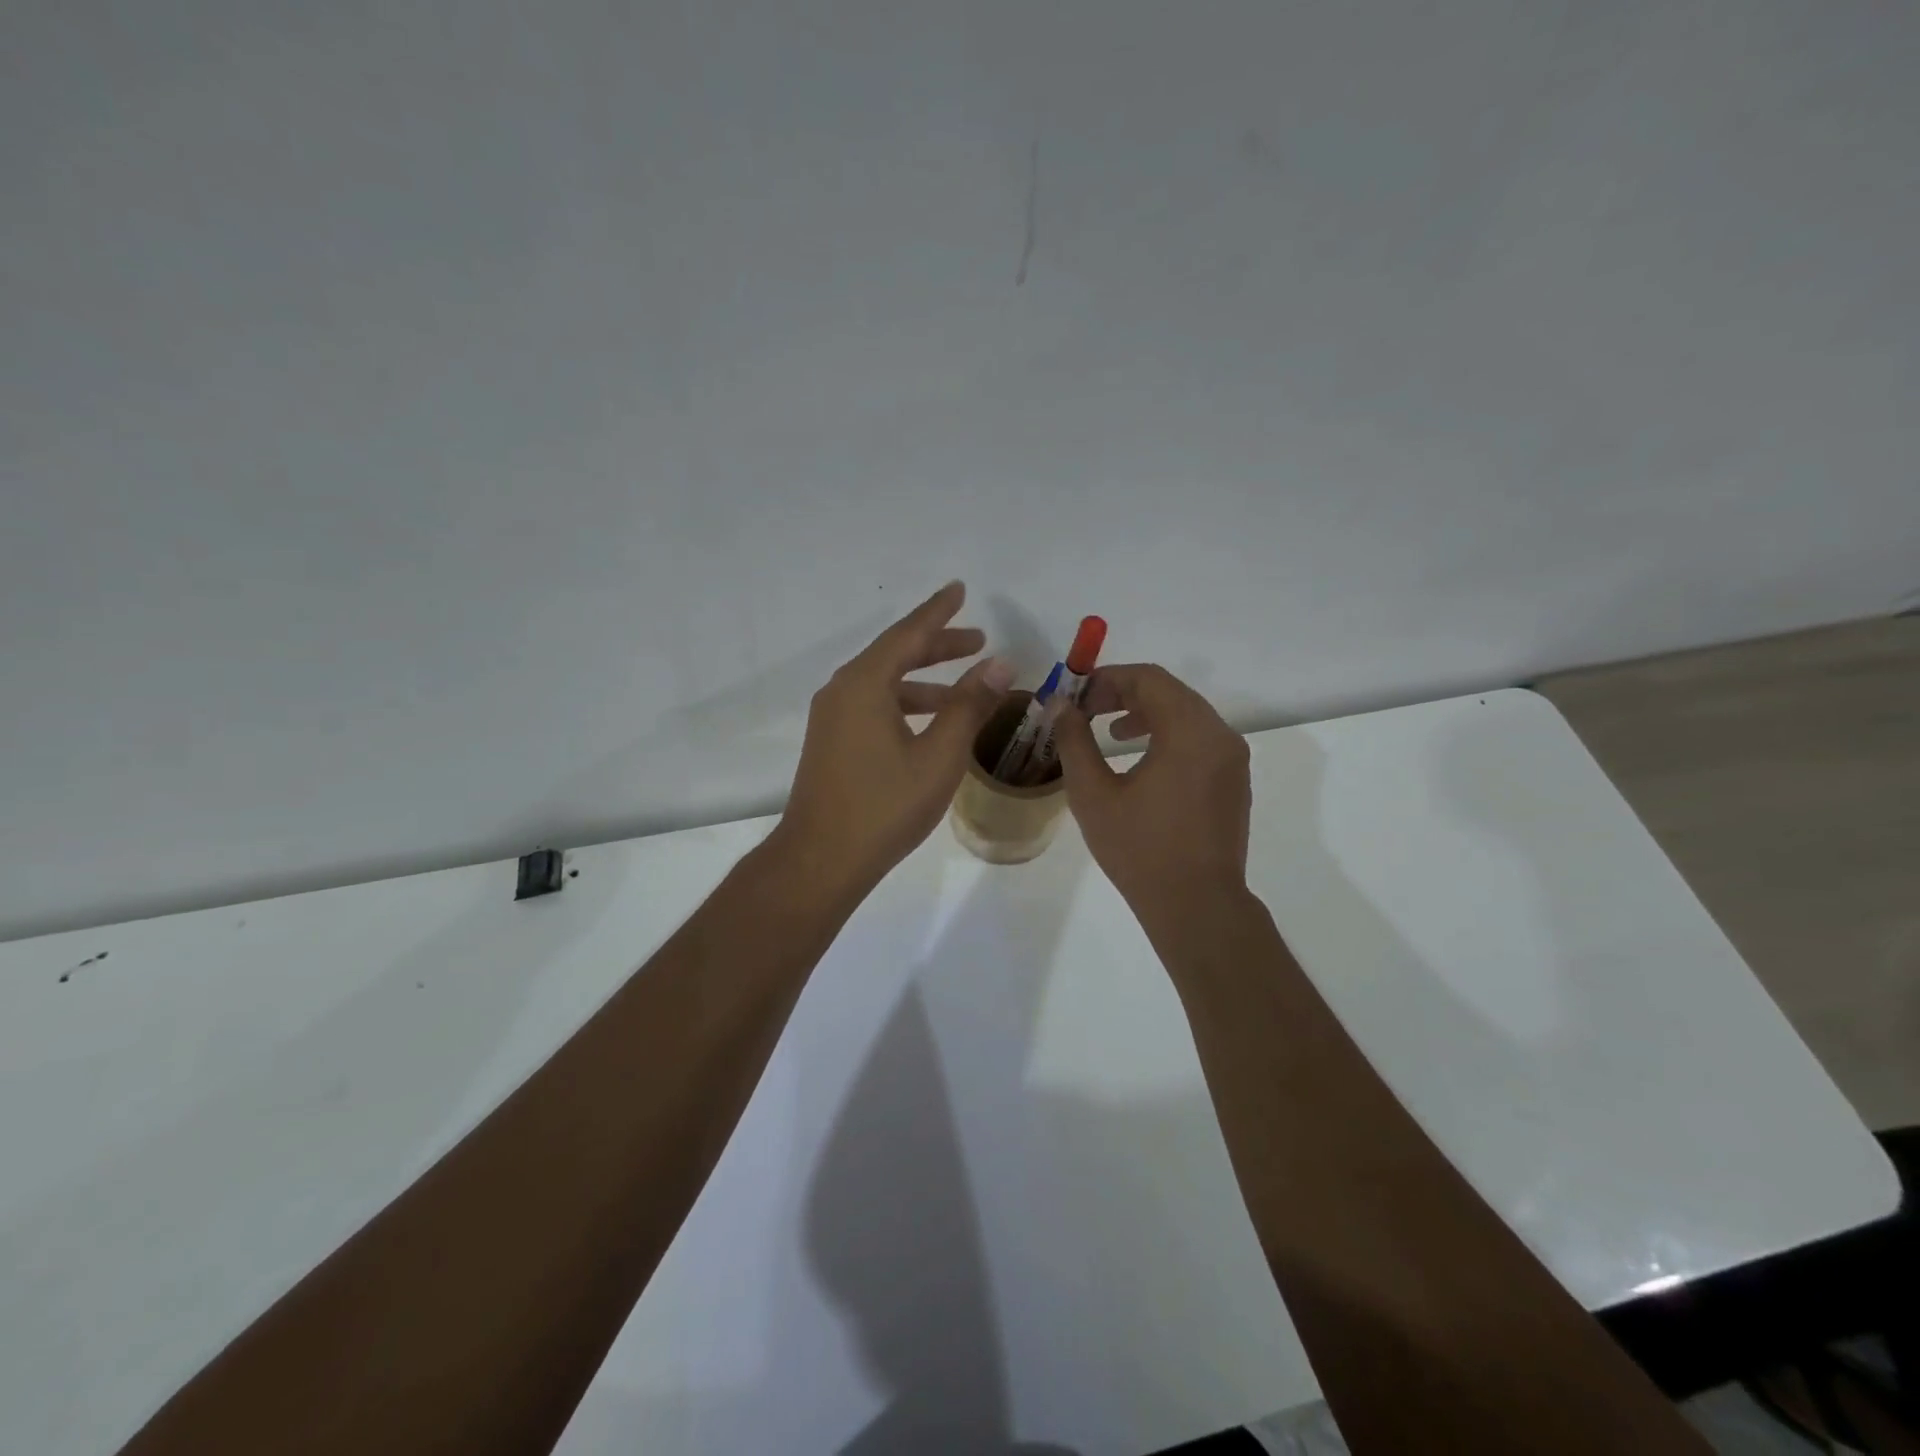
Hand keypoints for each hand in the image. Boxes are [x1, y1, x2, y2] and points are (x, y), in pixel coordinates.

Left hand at [774, 582, 1013, 897]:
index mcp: (864, 683)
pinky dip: (908, 704)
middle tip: (978, 640)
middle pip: (895, 654)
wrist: (821, 859)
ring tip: (968, 688)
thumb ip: (969, 706)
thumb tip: (1000, 664)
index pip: (908, 633)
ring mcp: (833, 718)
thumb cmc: (884, 806)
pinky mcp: (832, 742)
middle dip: (938, 646)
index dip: (938, 611)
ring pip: (886, 683)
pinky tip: (933, 724)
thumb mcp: (938, 755)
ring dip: (926, 681)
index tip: (960, 589)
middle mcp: (843, 691)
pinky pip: (875, 705)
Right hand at [1052, 664, 1251, 913]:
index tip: (1076, 695)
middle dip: (1124, 693)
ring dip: (1147, 713)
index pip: (1148, 679)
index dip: (1107, 679)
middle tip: (1087, 710)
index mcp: (1189, 731)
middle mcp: (1219, 735)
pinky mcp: (1233, 780)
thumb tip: (1061, 706)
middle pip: (1170, 691)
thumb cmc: (1140, 849)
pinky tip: (1143, 758)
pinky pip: (1200, 738)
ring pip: (1187, 713)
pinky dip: (1169, 734)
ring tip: (1112, 731)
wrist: (1197, 905)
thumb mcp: (1093, 794)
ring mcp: (1232, 758)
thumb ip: (1074, 741)